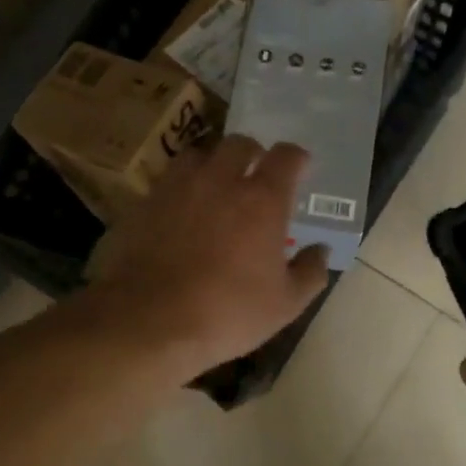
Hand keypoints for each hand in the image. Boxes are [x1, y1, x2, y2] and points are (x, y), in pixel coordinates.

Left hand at [83, 135, 329, 378]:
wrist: (150, 321)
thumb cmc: (228, 313)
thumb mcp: (284, 304)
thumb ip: (309, 272)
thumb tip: (321, 251)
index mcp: (261, 200)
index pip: (286, 156)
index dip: (296, 158)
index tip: (300, 168)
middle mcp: (220, 181)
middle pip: (239, 144)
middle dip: (252, 153)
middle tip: (255, 173)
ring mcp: (178, 188)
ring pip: (198, 155)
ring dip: (212, 164)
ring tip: (214, 185)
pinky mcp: (145, 202)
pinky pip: (168, 181)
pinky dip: (181, 188)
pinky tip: (181, 211)